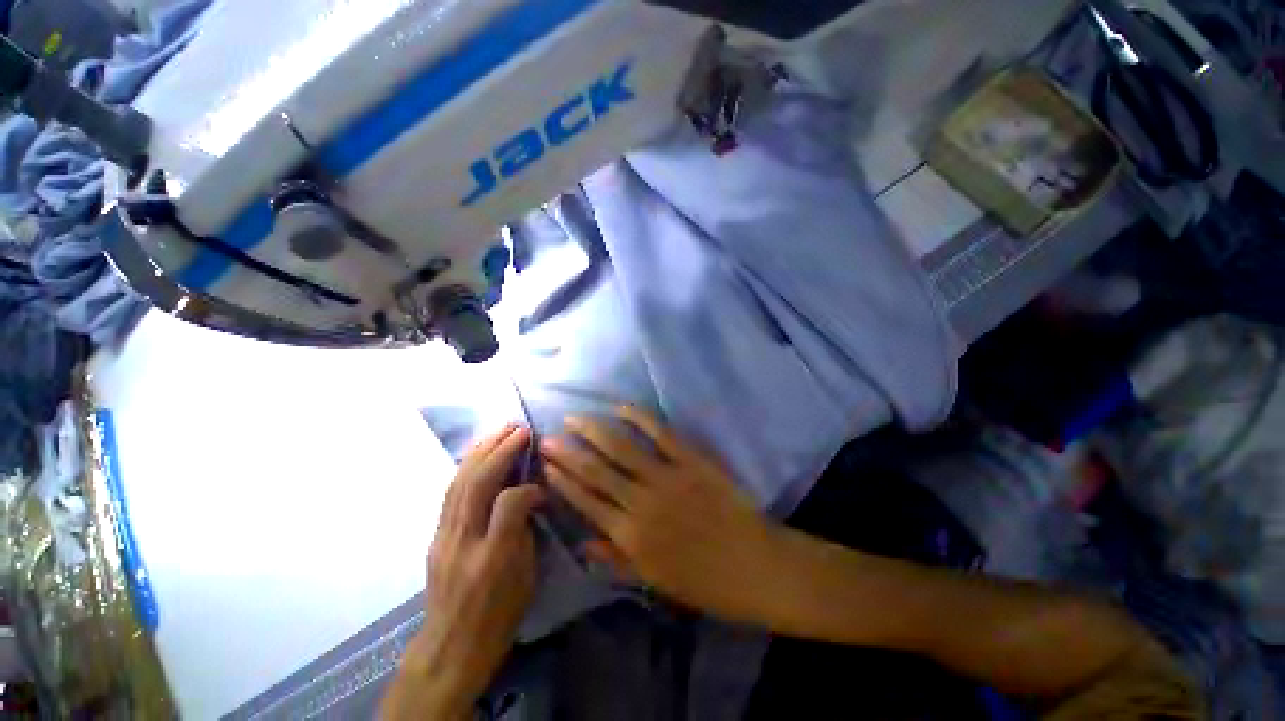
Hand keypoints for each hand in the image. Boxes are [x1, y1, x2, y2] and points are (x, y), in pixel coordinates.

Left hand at [382, 425, 543, 720]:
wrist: (450, 647)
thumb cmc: (498, 616)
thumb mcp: (526, 578)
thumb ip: (527, 532)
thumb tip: (531, 499)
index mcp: (493, 558)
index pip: (508, 503)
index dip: (528, 487)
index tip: (541, 488)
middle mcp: (464, 541)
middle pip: (478, 484)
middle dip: (501, 451)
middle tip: (519, 430)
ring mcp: (444, 537)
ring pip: (460, 483)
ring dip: (481, 451)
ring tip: (500, 431)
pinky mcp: (435, 536)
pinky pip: (450, 492)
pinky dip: (467, 466)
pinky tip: (478, 453)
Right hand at [541, 408, 785, 623]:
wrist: (756, 567)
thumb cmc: (705, 582)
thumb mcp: (656, 581)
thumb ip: (616, 560)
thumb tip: (582, 542)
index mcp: (631, 537)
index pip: (586, 502)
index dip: (564, 481)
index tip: (546, 464)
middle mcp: (641, 503)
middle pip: (596, 471)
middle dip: (569, 452)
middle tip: (548, 436)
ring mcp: (667, 478)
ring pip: (621, 448)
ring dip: (594, 430)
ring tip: (574, 418)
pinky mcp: (692, 462)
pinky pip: (661, 434)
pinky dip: (640, 418)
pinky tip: (621, 407)